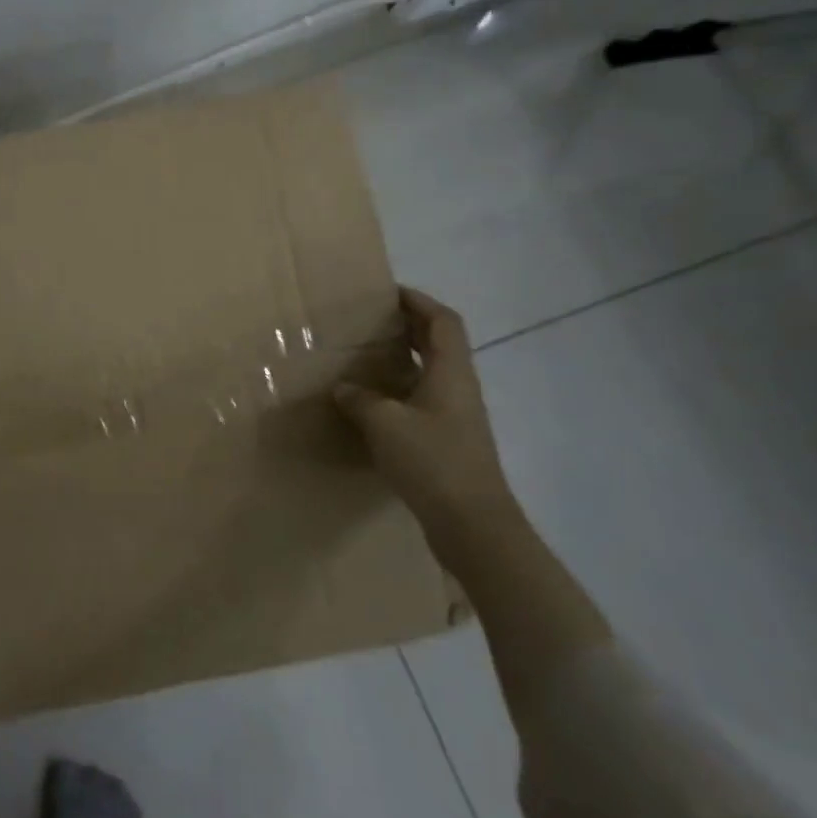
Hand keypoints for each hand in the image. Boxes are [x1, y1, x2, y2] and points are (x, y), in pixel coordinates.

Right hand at [334, 288, 519, 549]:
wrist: (472, 524)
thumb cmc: (432, 461)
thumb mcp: (385, 423)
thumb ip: (361, 399)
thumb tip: (345, 388)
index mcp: (451, 373)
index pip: (443, 322)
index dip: (419, 302)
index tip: (389, 293)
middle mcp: (459, 388)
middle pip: (440, 344)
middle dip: (409, 327)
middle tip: (371, 322)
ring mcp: (457, 417)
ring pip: (431, 373)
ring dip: (404, 359)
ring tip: (365, 358)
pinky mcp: (448, 442)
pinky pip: (422, 401)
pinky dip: (399, 391)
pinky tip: (372, 405)